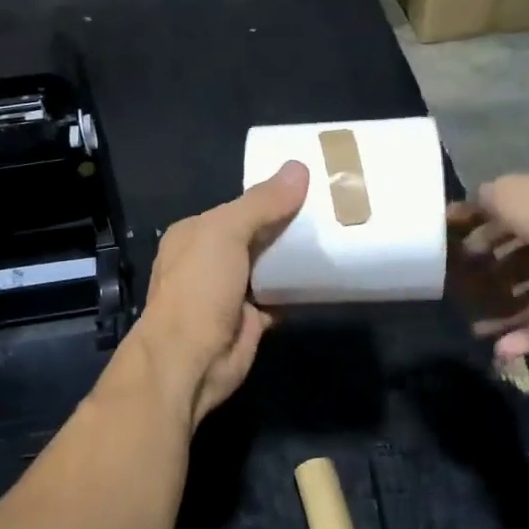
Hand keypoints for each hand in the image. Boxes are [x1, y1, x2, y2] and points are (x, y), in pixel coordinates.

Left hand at [132, 161, 309, 420]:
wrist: (190, 360)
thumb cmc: (198, 288)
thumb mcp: (225, 232)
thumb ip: (262, 203)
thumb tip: (299, 168)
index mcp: (195, 233)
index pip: (239, 206)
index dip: (271, 195)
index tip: (310, 184)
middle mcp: (210, 260)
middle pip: (257, 235)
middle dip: (288, 225)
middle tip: (333, 210)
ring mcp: (231, 291)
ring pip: (271, 266)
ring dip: (296, 257)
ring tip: (338, 236)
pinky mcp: (252, 318)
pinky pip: (282, 295)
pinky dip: (301, 289)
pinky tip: (328, 276)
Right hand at [450, 174, 528, 358]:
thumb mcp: (512, 193)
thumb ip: (486, 199)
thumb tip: (469, 208)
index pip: (507, 216)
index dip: (478, 229)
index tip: (451, 246)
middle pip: (521, 257)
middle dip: (490, 272)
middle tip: (458, 290)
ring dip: (504, 311)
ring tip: (472, 328)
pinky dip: (528, 337)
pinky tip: (499, 350)